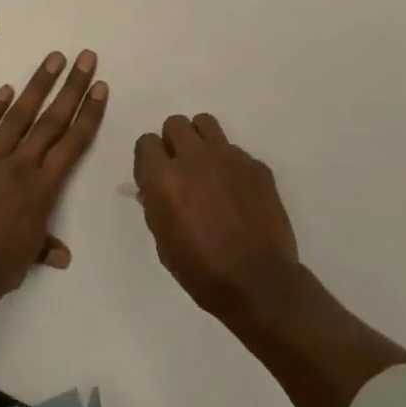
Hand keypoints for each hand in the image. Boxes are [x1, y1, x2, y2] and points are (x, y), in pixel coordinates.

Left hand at [0, 49, 106, 313]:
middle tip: (86, 57)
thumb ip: (40, 249)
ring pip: (18, 116)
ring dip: (37, 85)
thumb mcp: (19, 265)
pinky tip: (5, 89)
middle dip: (71, 87)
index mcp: (40, 191)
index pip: (72, 145)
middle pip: (51, 120)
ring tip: (53, 59)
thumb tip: (63, 255)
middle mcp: (19, 167)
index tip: (100, 87)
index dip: (89, 114)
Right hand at [134, 113, 301, 317]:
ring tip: (206, 167)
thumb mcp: (165, 244)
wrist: (259, 282)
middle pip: (175, 123)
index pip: (146, 142)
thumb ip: (156, 207)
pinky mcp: (255, 164)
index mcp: (165, 179)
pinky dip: (230, 164)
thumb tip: (153, 189)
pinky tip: (236, 191)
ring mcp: (228, 157)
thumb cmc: (203, 272)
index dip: (149, 158)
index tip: (154, 175)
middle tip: (181, 168)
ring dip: (200, 140)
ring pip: (205, 123)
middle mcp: (194, 158)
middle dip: (174, 142)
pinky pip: (235, 150)